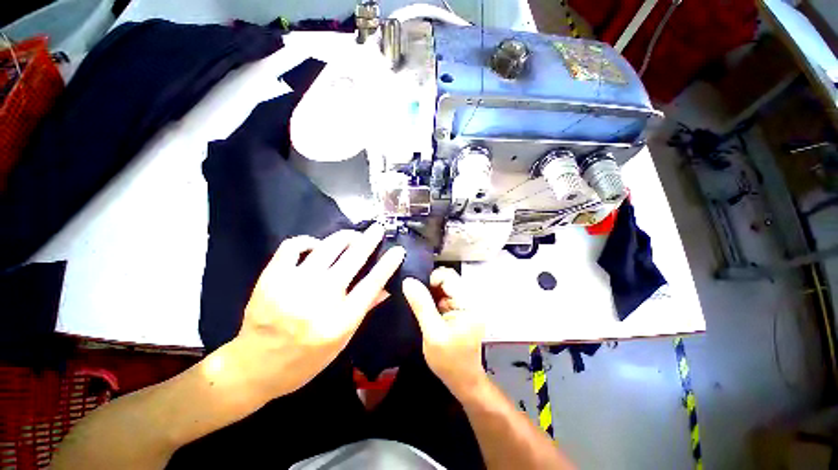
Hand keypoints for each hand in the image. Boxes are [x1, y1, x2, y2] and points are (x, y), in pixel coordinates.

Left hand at [229, 224, 404, 400]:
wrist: (255, 367)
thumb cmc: (305, 360)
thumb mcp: (342, 341)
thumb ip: (364, 310)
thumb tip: (386, 287)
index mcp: (340, 320)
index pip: (372, 284)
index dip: (388, 264)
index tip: (398, 250)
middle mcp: (320, 299)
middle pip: (353, 259)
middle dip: (370, 239)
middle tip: (378, 228)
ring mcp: (293, 285)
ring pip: (327, 247)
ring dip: (345, 237)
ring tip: (352, 236)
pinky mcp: (272, 278)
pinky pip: (293, 246)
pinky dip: (308, 241)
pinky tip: (315, 246)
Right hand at [403, 267, 485, 396]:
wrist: (462, 380)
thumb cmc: (450, 361)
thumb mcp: (433, 334)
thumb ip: (422, 306)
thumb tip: (408, 281)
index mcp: (468, 303)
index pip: (448, 276)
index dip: (431, 279)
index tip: (417, 292)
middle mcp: (468, 299)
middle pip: (446, 279)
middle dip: (429, 286)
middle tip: (416, 299)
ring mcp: (462, 304)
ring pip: (442, 286)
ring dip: (429, 292)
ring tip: (418, 305)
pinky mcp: (456, 309)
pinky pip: (441, 296)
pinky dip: (431, 299)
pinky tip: (424, 309)